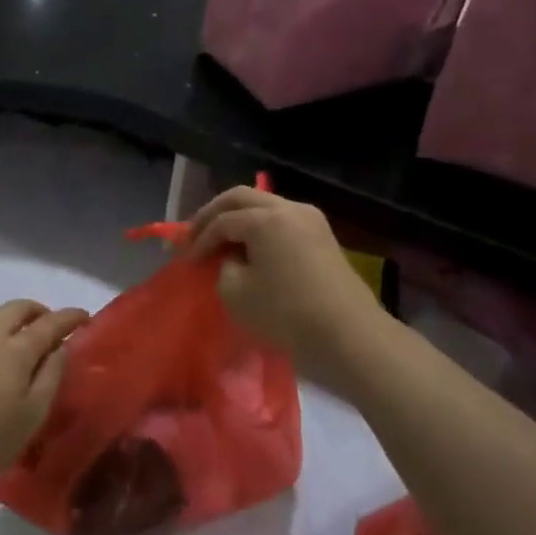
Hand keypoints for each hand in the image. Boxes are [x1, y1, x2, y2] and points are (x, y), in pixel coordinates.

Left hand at [0, 300, 88, 501]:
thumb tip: (59, 348)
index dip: (70, 317)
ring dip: (9, 325)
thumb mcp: (30, 418)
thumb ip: (51, 377)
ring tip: (15, 349)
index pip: (50, 322)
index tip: (84, 316)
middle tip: (50, 326)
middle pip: (17, 308)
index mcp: (14, 349)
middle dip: (38, 311)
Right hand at [188, 187, 385, 385]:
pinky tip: (250, 247)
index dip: (199, 239)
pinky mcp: (323, 237)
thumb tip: (235, 258)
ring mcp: (311, 220)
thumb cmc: (285, 314)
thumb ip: (224, 266)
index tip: (187, 260)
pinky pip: (282, 221)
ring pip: (264, 205)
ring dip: (238, 218)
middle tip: (194, 234)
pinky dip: (260, 228)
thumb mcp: (235, 293)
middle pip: (241, 197)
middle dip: (213, 214)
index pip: (222, 221)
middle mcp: (289, 208)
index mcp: (265, 218)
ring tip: (220, 240)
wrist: (348, 336)